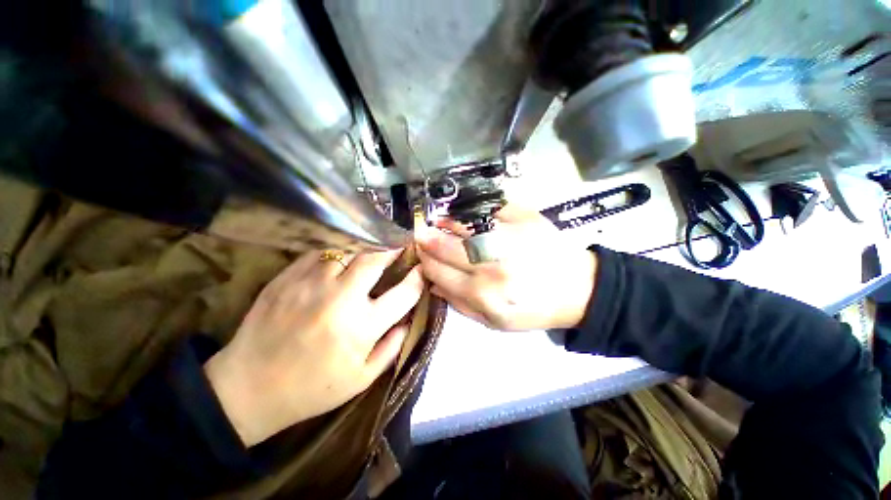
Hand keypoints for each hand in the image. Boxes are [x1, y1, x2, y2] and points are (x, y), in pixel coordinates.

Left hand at [204, 250, 422, 446]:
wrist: (249, 388)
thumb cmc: (312, 388)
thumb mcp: (362, 378)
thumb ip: (392, 346)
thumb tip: (408, 319)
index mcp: (361, 327)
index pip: (403, 293)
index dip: (417, 278)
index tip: (422, 269)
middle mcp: (339, 300)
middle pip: (374, 260)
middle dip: (393, 250)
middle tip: (399, 247)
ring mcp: (310, 285)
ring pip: (347, 250)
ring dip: (365, 248)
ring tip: (373, 250)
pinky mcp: (287, 278)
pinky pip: (319, 253)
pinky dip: (337, 251)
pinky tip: (341, 258)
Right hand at [415, 204, 596, 330]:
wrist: (577, 290)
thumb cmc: (532, 309)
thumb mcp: (494, 321)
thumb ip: (459, 304)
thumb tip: (432, 284)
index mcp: (481, 293)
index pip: (437, 271)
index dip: (424, 260)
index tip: (419, 254)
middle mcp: (490, 265)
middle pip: (444, 246)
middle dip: (426, 239)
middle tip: (421, 233)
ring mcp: (508, 237)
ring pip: (462, 223)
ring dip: (444, 221)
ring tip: (438, 221)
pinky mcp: (524, 218)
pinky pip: (489, 207)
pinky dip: (471, 208)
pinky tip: (464, 212)